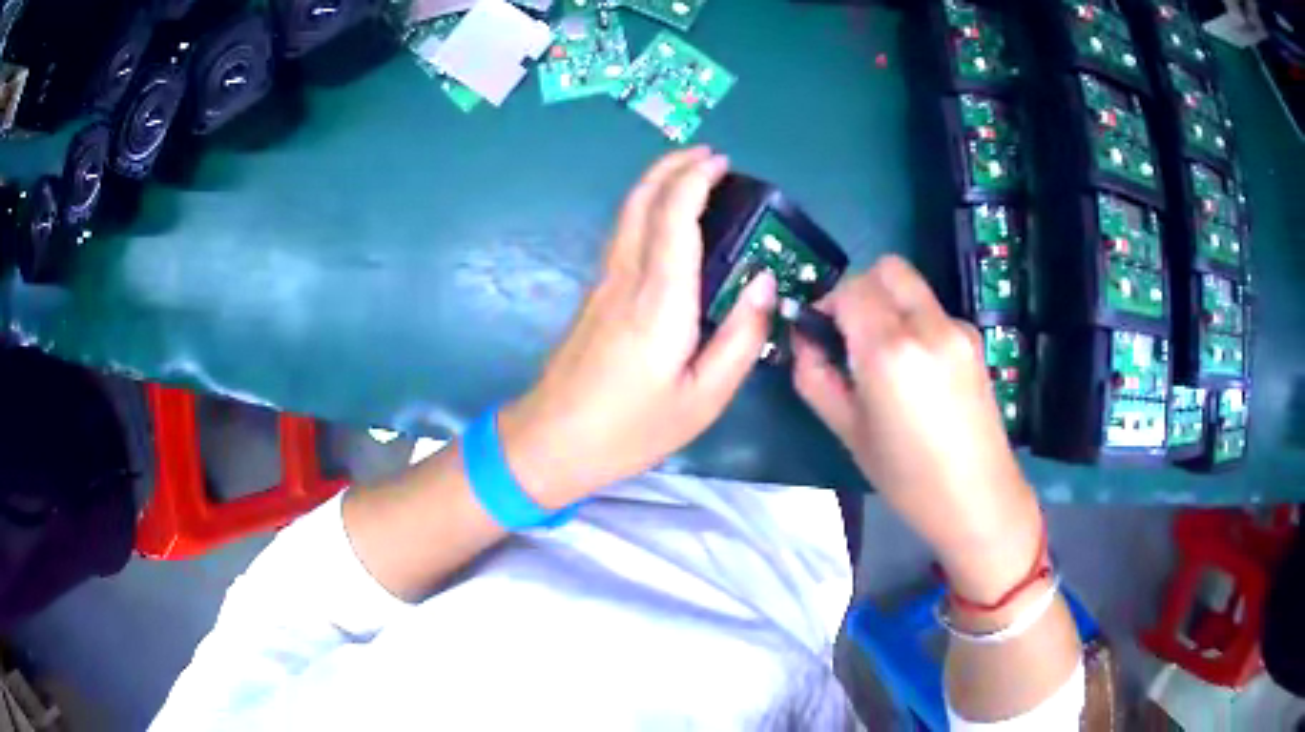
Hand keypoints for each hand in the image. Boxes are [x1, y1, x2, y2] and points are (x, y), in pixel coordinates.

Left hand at [499, 148, 777, 508]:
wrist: (551, 442)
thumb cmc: (631, 428)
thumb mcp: (704, 398)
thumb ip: (741, 337)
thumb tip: (763, 282)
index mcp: (660, 300)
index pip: (675, 215)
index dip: (696, 178)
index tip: (722, 162)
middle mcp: (627, 277)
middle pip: (643, 199)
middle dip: (673, 166)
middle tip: (710, 157)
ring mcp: (604, 282)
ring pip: (628, 213)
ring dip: (658, 183)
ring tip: (693, 177)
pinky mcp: (594, 294)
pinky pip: (625, 233)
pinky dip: (648, 209)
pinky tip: (668, 221)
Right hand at [791, 256, 1041, 600]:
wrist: (978, 499)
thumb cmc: (907, 478)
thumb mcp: (848, 433)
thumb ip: (816, 377)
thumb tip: (804, 341)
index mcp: (891, 351)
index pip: (850, 289)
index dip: (827, 303)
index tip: (820, 332)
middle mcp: (928, 325)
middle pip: (887, 269)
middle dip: (860, 290)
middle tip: (850, 333)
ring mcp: (958, 328)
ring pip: (912, 288)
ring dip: (889, 305)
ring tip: (886, 358)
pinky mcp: (974, 339)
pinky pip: (933, 311)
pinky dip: (915, 323)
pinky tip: (919, 371)